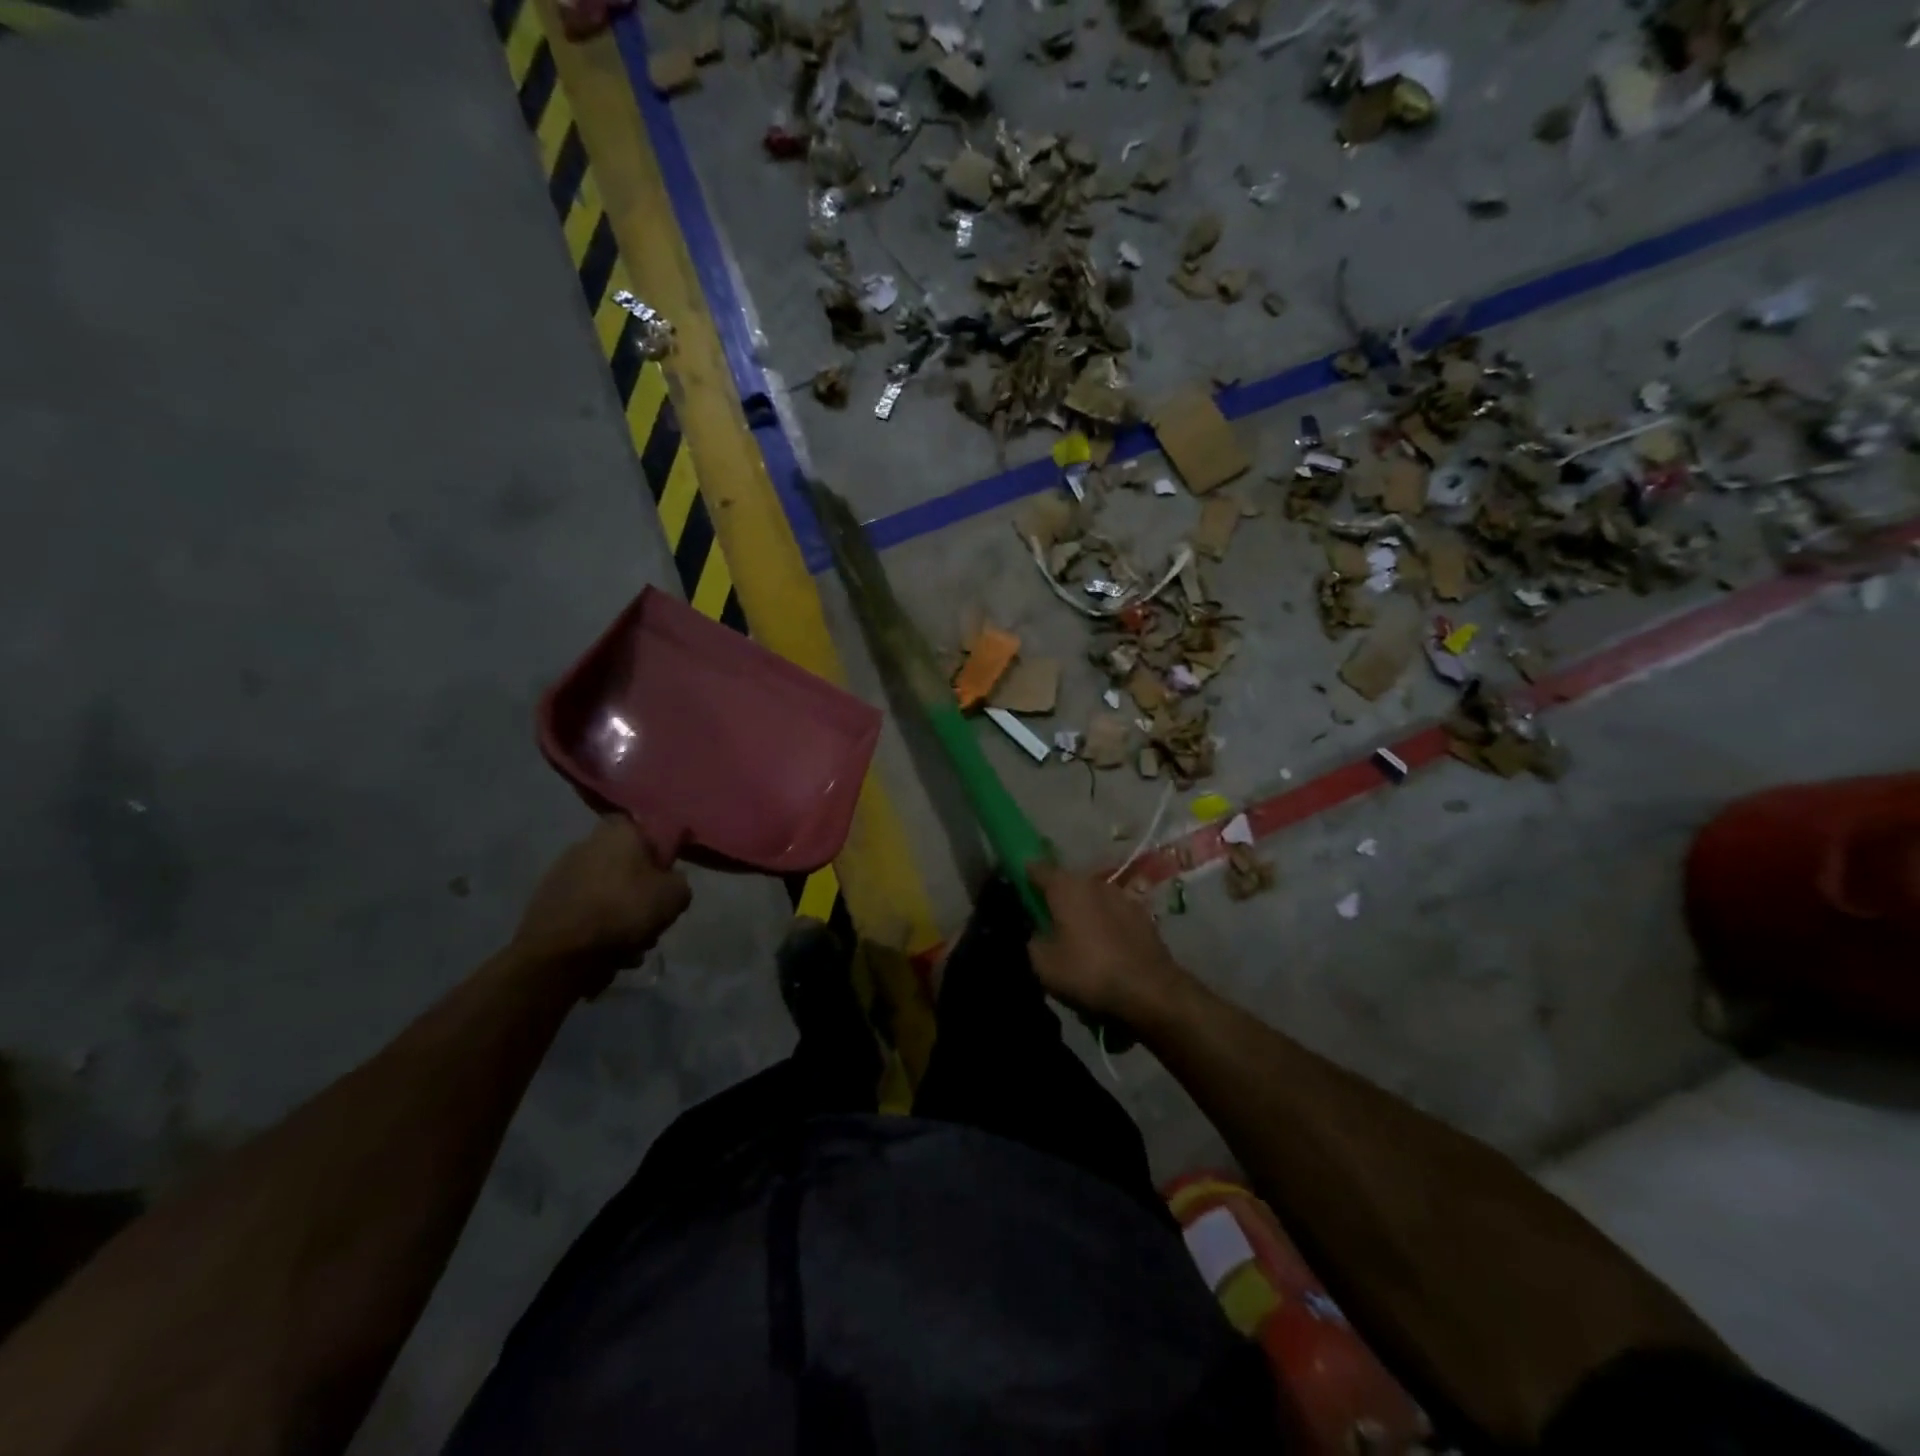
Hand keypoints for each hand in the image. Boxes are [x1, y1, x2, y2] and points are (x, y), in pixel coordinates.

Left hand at [512, 817, 691, 996]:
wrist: (560, 954)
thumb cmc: (624, 911)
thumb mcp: (676, 895)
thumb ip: (679, 880)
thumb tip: (669, 882)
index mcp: (618, 832)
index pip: (643, 828)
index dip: (658, 851)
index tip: (666, 877)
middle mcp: (586, 843)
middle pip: (624, 864)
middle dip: (639, 889)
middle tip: (652, 916)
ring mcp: (561, 873)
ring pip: (606, 891)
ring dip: (619, 912)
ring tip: (632, 943)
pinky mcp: (544, 903)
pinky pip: (584, 911)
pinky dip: (596, 927)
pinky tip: (608, 952)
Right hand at [1027, 862, 1190, 1024]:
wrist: (1149, 989)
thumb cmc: (1088, 971)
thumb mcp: (1043, 963)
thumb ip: (1033, 940)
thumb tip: (1037, 932)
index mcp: (1065, 886)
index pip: (1036, 868)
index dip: (1023, 875)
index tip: (1017, 887)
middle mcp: (1093, 882)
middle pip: (1066, 883)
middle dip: (1055, 897)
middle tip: (1046, 921)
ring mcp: (1121, 895)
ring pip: (1091, 897)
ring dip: (1082, 911)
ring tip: (1077, 938)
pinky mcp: (1142, 914)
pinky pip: (1112, 913)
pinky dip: (1104, 923)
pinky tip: (1104, 947)